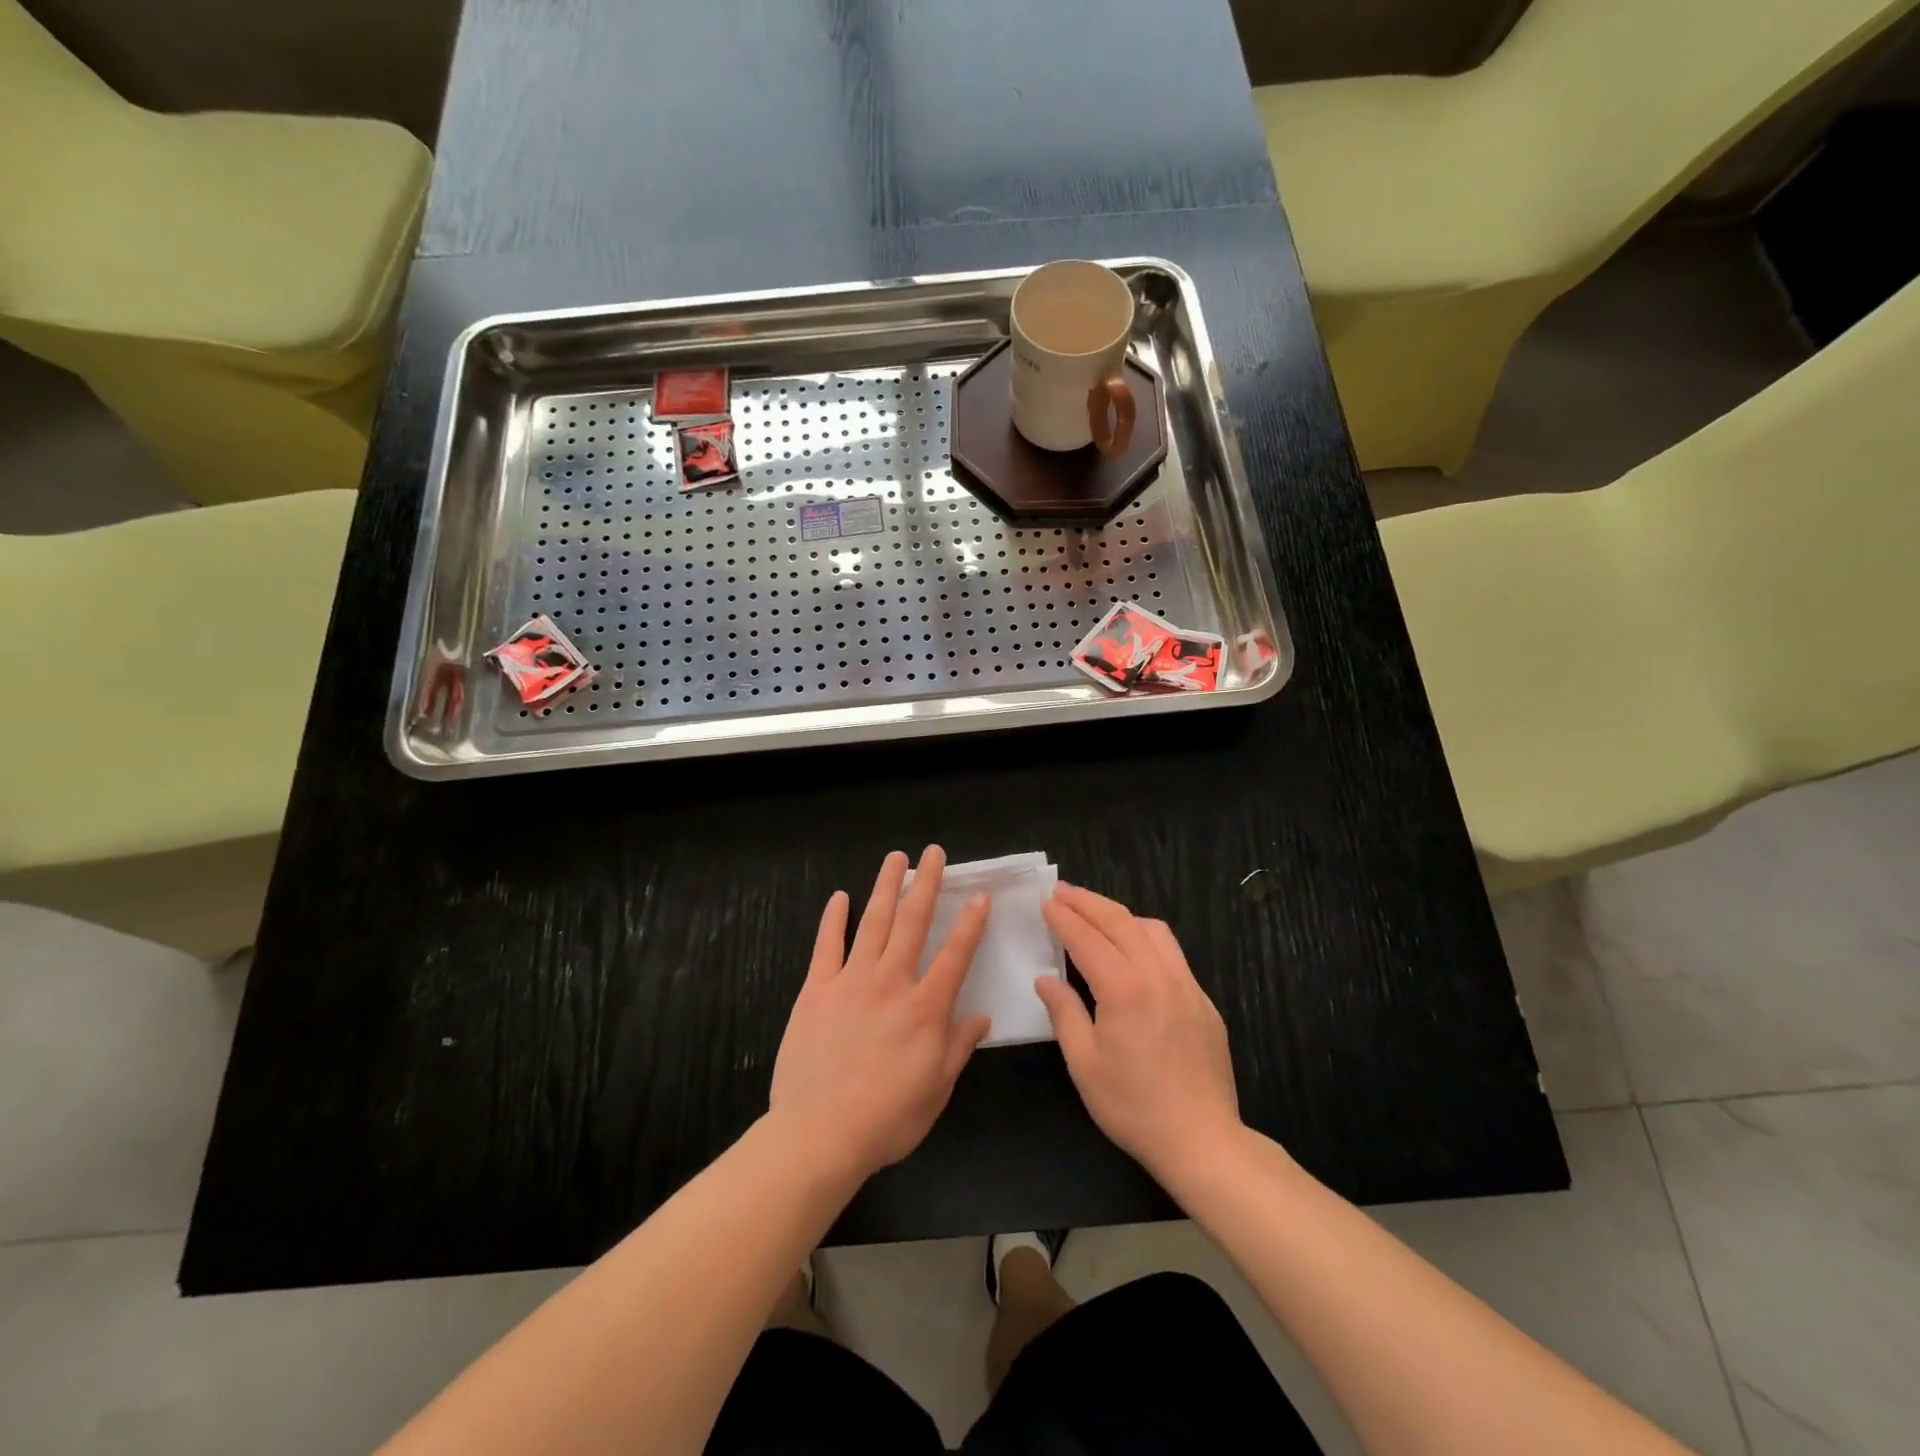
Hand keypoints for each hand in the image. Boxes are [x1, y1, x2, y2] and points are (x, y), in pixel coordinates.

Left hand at [769, 847, 991, 1182]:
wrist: (819, 1133)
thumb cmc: (886, 1119)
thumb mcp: (936, 1090)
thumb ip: (958, 1048)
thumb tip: (981, 1017)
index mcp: (926, 1008)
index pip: (956, 954)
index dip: (970, 922)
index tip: (979, 894)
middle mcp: (892, 982)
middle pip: (913, 922)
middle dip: (925, 883)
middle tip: (933, 853)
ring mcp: (851, 981)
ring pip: (873, 922)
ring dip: (886, 887)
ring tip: (895, 858)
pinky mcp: (816, 989)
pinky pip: (826, 946)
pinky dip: (833, 919)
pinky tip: (840, 897)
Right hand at [1036, 884, 1242, 1183]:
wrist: (1202, 1139)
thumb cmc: (1133, 1106)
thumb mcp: (1084, 1064)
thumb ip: (1064, 1013)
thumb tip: (1046, 979)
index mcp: (1124, 989)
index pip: (1087, 939)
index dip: (1064, 918)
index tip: (1046, 902)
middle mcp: (1158, 975)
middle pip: (1120, 922)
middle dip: (1088, 902)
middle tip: (1063, 891)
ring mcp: (1186, 985)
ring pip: (1152, 929)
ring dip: (1120, 914)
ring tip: (1096, 914)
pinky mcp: (1203, 1000)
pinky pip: (1172, 953)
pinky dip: (1145, 936)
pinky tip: (1134, 950)